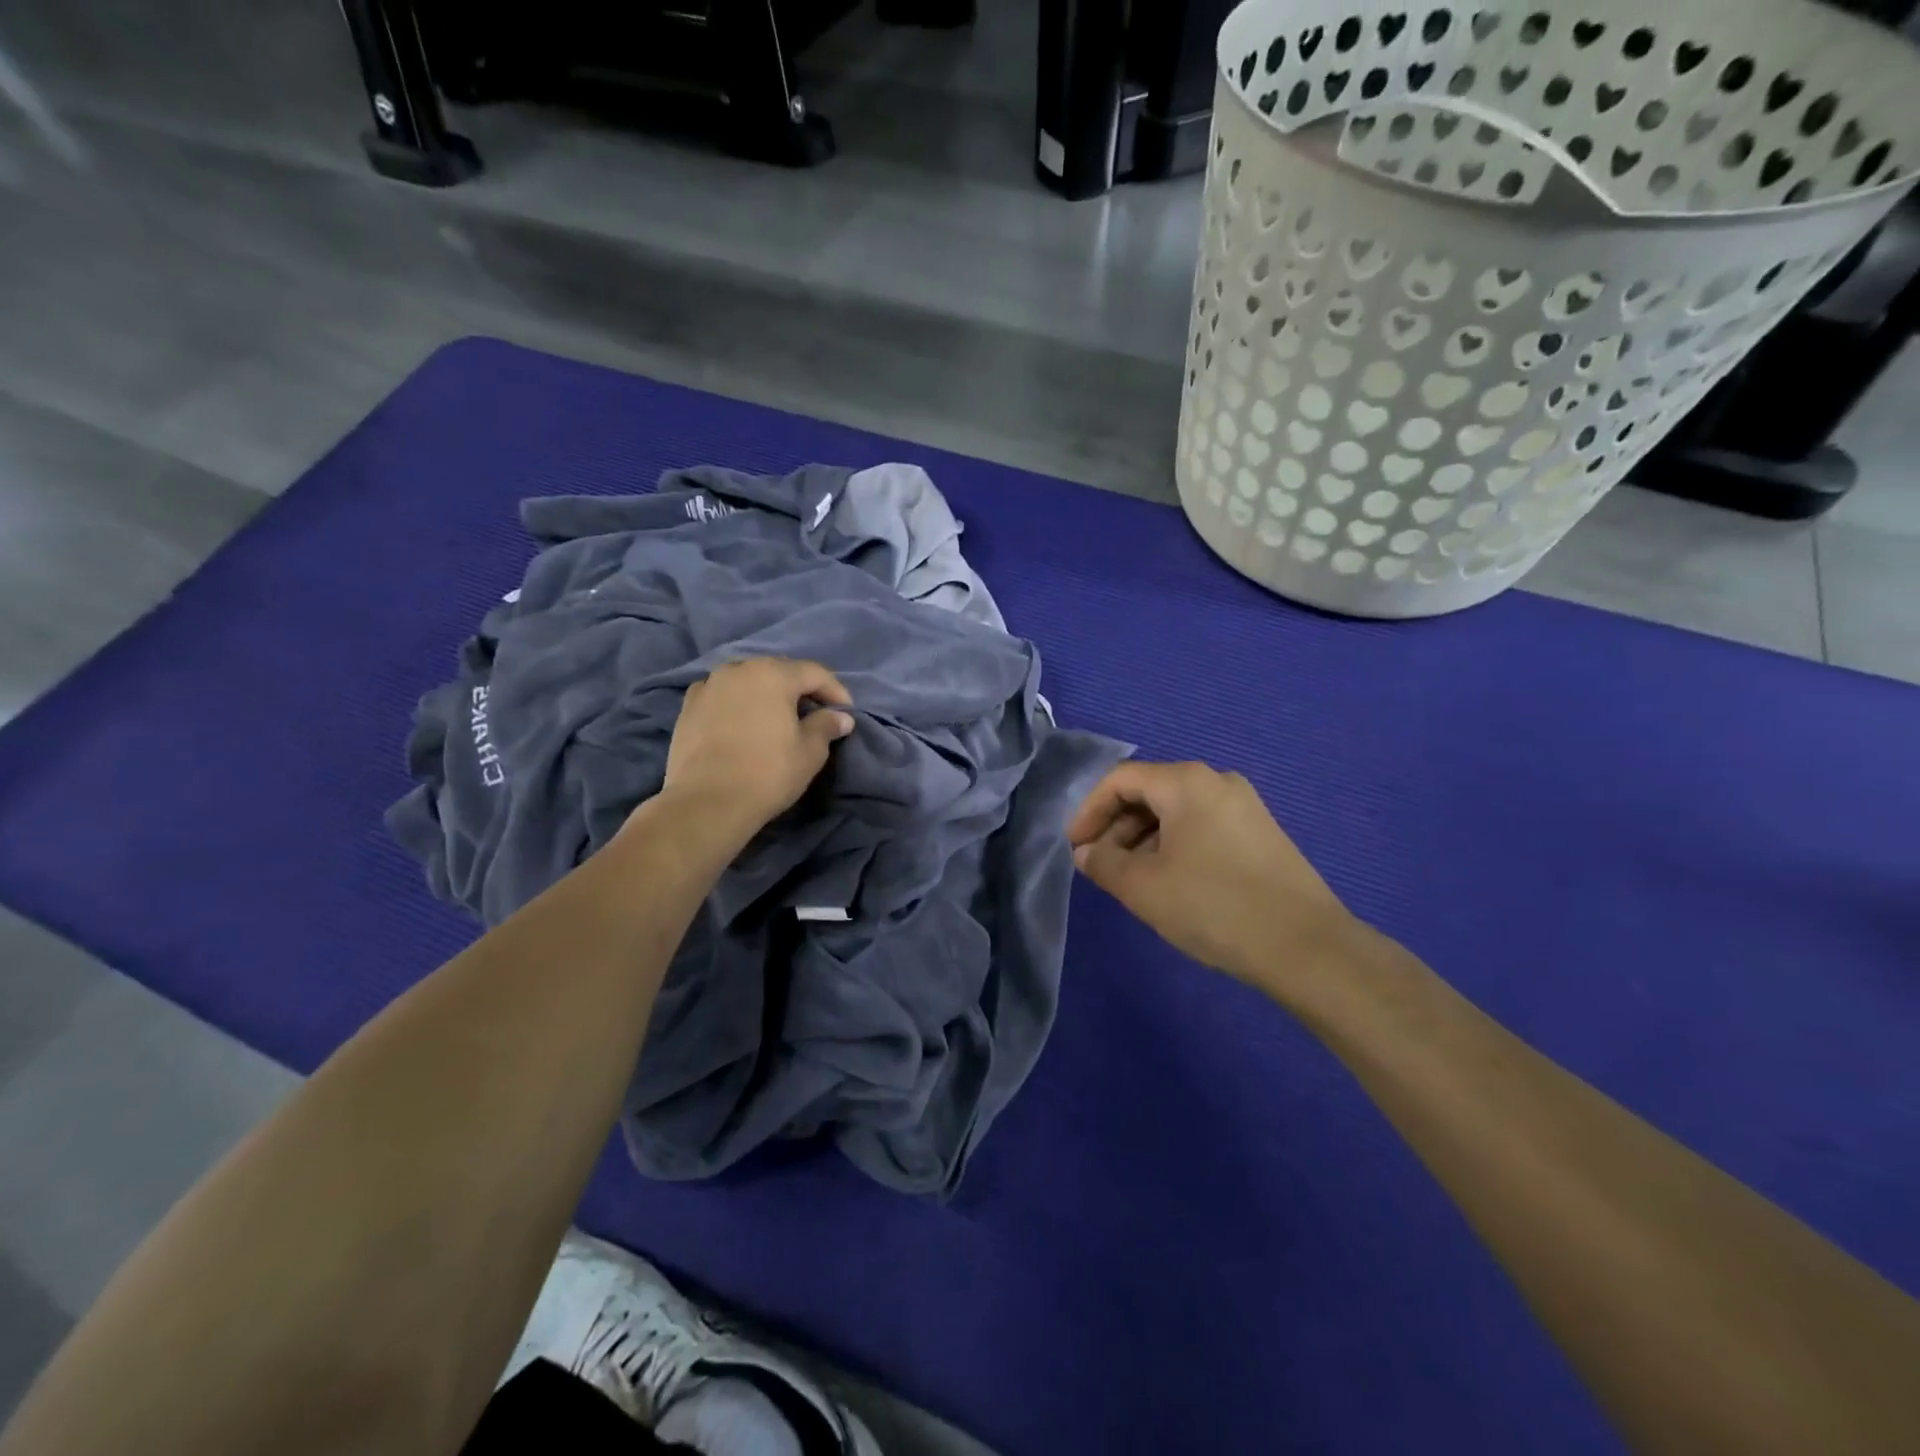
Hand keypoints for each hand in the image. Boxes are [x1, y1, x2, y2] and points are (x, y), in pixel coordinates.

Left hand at [657, 658, 853, 846]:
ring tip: (777, 717)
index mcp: (773, 675)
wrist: (706, 802)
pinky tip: (742, 723)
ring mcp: (709, 686)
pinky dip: (737, 703)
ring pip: (747, 680)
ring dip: (766, 693)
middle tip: (814, 711)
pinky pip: (722, 695)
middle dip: (799, 688)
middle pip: (778, 671)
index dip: (835, 690)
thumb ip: (826, 726)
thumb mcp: (810, 752)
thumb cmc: (767, 773)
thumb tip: (840, 717)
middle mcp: (738, 669)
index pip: (814, 672)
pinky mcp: (688, 707)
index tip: (845, 711)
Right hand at [1067, 760, 1356, 987]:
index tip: (1075, 848)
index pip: (1120, 780)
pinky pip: (1201, 827)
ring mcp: (1245, 807)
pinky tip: (1171, 883)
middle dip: (1116, 827)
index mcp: (1186, 782)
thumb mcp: (1142, 886)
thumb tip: (1087, 852)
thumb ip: (1103, 863)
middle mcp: (1217, 782)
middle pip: (1149, 792)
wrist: (1306, 947)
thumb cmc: (1213, 906)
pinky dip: (1173, 847)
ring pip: (1176, 812)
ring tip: (1132, 880)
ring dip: (1143, 840)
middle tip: (1101, 867)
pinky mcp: (1261, 834)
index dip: (1089, 811)